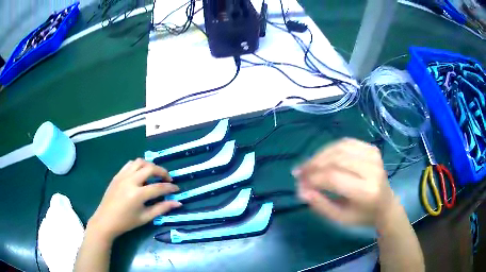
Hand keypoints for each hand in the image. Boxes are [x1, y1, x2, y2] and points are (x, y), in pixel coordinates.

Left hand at [87, 159, 181, 240]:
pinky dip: (138, 166)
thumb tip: (177, 203)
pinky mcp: (117, 175)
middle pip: (150, 168)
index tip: (177, 189)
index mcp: (138, 194)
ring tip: (154, 175)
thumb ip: (161, 208)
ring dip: (150, 166)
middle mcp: (130, 181)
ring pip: (139, 162)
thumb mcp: (145, 218)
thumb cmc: (126, 222)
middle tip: (167, 180)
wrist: (106, 220)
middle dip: (162, 172)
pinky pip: (130, 164)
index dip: (170, 188)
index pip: (159, 187)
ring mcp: (122, 176)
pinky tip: (140, 174)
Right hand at [293, 138, 394, 226]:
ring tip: (308, 165)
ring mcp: (373, 156)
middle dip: (313, 164)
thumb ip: (320, 204)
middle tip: (299, 172)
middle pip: (336, 159)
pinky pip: (346, 142)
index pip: (333, 177)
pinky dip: (331, 148)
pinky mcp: (372, 149)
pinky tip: (323, 157)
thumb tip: (301, 190)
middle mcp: (371, 170)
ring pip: (339, 147)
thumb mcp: (340, 218)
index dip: (313, 178)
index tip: (299, 183)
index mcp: (366, 191)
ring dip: (319, 155)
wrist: (385, 205)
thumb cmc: (362, 215)